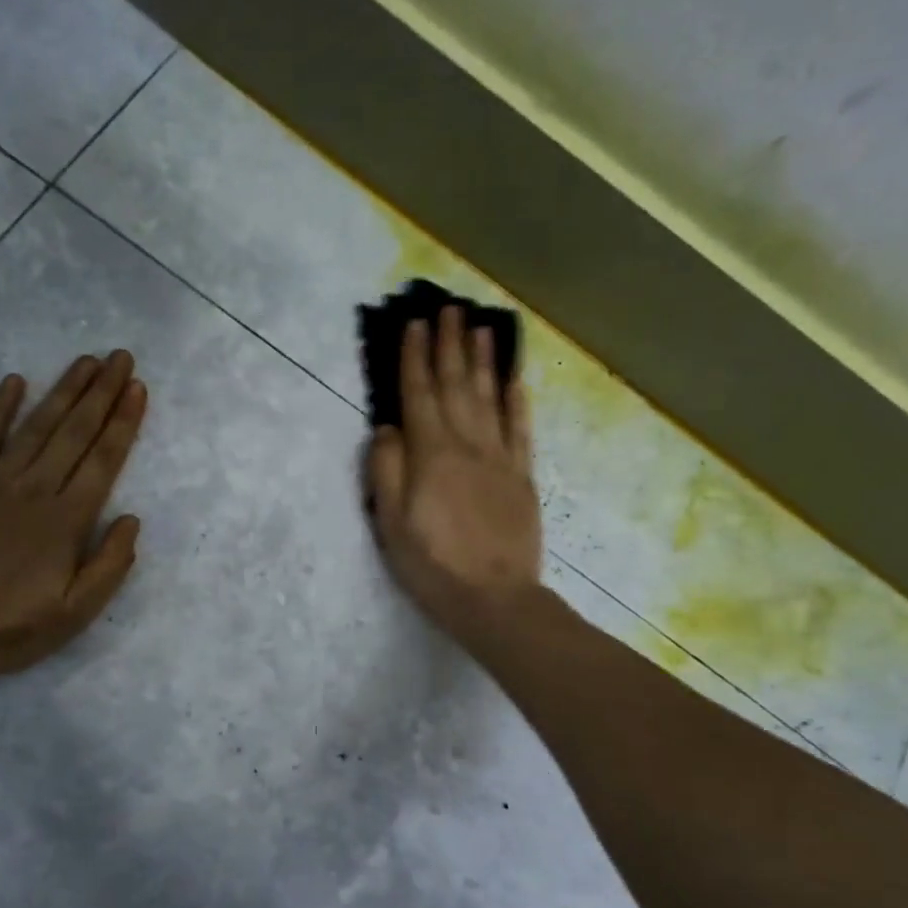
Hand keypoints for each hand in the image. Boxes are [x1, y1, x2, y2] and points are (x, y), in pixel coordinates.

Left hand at [0, 351, 147, 684]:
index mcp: (67, 522)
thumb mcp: (75, 614)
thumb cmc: (9, 629)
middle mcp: (35, 491)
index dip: (123, 422)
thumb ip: (110, 566)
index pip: (103, 461)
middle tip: (121, 357)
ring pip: (36, 427)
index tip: (138, 389)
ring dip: (63, 391)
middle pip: (75, 433)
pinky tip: (16, 381)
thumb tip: (132, 519)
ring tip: (86, 360)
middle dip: (101, 393)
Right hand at [366, 307, 542, 644]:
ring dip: (484, 359)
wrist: (494, 598)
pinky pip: (520, 428)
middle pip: (457, 385)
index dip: (415, 358)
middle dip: (450, 345)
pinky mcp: (522, 476)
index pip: (420, 394)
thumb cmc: (432, 564)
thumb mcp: (390, 523)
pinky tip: (514, 378)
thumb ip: (386, 470)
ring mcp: (500, 458)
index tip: (415, 324)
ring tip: (480, 327)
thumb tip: (388, 428)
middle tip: (448, 309)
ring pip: (491, 397)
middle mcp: (467, 445)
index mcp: (431, 454)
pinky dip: (516, 399)